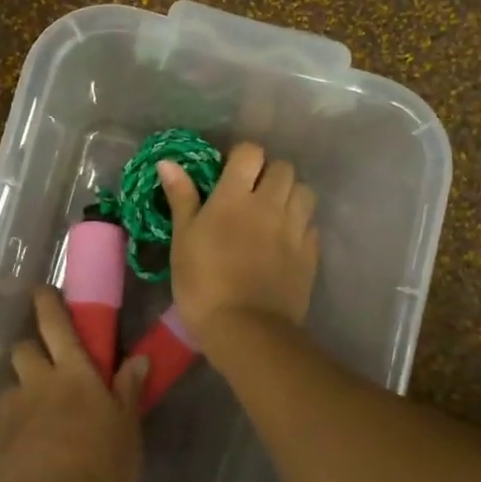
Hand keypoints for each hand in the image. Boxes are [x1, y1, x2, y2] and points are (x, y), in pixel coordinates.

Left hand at [0, 288, 146, 481]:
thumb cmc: (101, 467)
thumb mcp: (127, 430)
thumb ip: (128, 391)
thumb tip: (139, 357)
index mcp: (73, 374)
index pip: (56, 325)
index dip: (48, 303)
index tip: (42, 290)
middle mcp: (37, 383)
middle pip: (23, 349)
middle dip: (30, 350)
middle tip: (45, 367)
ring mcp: (11, 412)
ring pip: (10, 388)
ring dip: (21, 395)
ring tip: (35, 420)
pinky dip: (10, 431)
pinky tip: (22, 454)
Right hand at [158, 142, 319, 347]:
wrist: (245, 330)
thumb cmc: (202, 284)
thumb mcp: (182, 240)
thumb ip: (181, 197)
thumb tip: (168, 161)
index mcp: (235, 196)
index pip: (251, 152)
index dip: (241, 156)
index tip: (229, 172)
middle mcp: (270, 204)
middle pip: (283, 167)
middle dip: (269, 173)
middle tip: (251, 193)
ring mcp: (295, 228)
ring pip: (304, 192)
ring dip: (290, 194)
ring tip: (273, 212)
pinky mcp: (310, 254)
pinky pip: (312, 224)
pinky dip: (301, 224)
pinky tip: (286, 240)